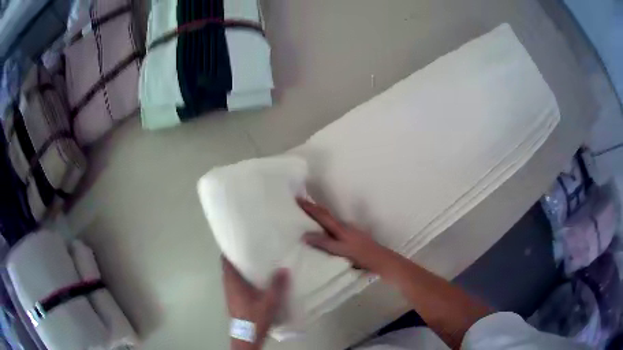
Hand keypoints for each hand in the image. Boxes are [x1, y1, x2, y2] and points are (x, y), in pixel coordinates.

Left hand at [222, 257, 288, 349]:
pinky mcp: (234, 301)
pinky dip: (243, 280)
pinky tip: (257, 283)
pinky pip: (236, 285)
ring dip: (241, 270)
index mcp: (233, 282)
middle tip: (254, 251)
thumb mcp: (270, 301)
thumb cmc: (255, 317)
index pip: (225, 261)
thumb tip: (283, 269)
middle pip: (229, 268)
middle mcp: (228, 286)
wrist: (247, 337)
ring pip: (233, 277)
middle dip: (239, 259)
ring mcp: (230, 294)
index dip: (230, 250)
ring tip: (257, 264)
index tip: (240, 243)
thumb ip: (277, 285)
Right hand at [298, 198, 396, 274]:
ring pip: (331, 220)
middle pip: (326, 214)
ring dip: (320, 215)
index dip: (309, 207)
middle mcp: (344, 226)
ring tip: (308, 214)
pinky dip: (326, 224)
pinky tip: (324, 229)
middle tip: (301, 203)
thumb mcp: (341, 250)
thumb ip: (324, 243)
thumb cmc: (361, 256)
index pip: (322, 215)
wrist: (380, 260)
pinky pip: (335, 226)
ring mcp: (349, 230)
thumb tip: (304, 235)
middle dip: (313, 208)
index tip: (298, 199)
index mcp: (340, 228)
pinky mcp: (352, 236)